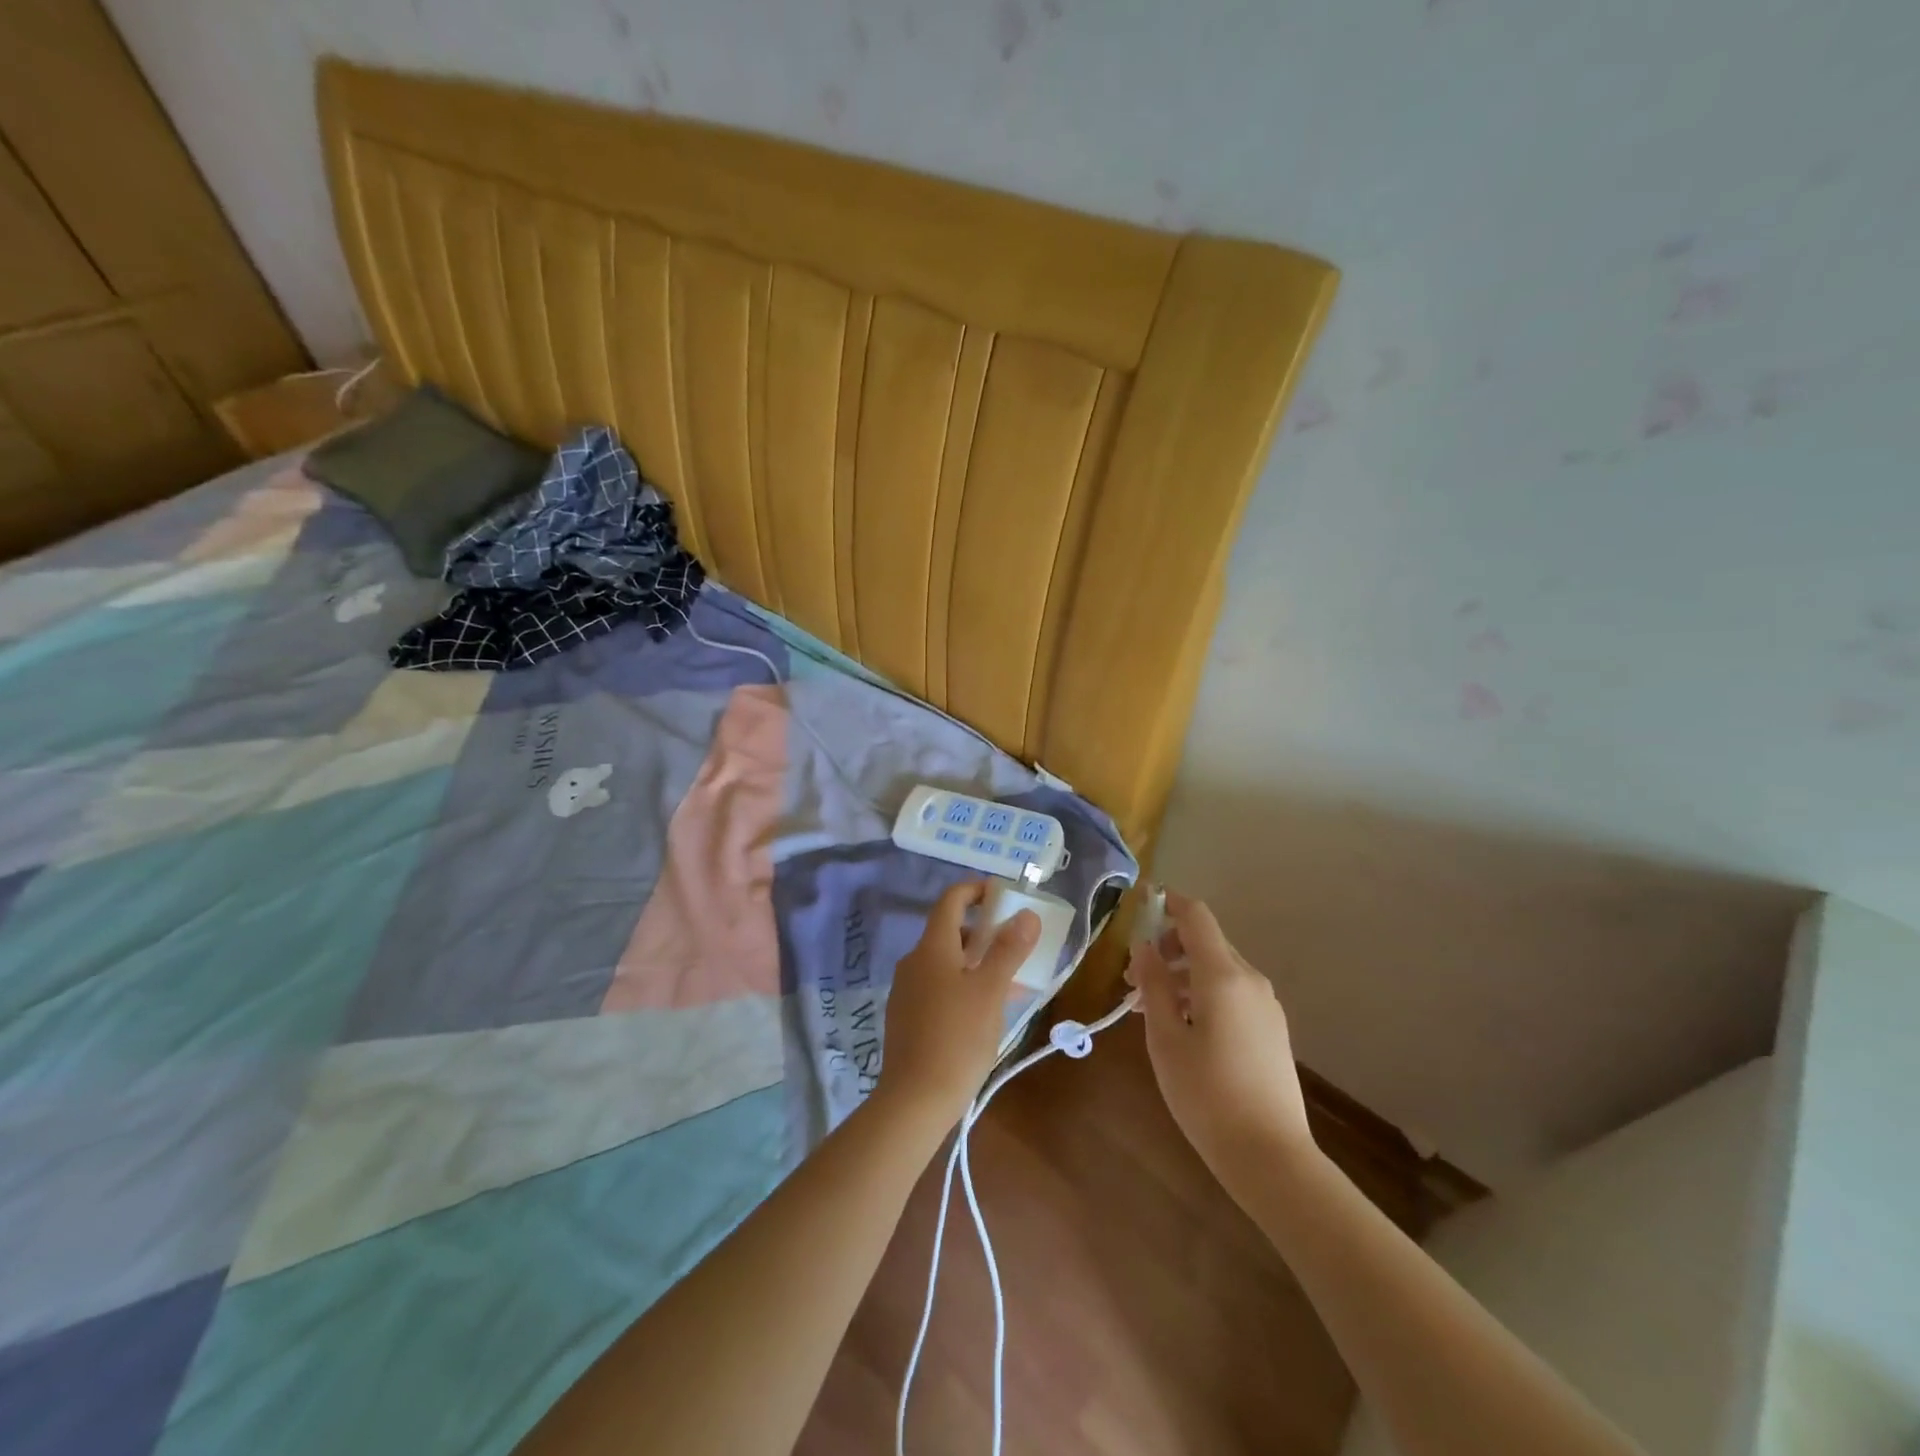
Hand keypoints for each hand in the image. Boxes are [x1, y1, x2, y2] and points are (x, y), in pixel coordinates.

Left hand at [878, 881, 1038, 1124]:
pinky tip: (985, 1011)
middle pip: (949, 930)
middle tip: (1016, 943)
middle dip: (983, 930)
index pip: (951, 899)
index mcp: (932, 947)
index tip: (1004, 895)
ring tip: (1009, 980)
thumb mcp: (991, 991)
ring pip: (946, 961)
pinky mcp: (906, 1016)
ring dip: (976, 961)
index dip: (977, 890)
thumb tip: (1026, 914)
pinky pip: (939, 986)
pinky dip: (963, 984)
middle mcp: (914, 961)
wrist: (914, 1100)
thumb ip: (1008, 950)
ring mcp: (907, 990)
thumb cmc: (957, 1038)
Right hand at [1128, 889, 1315, 1192]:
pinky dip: (1201, 993)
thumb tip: (1144, 946)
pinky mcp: (1271, 1028)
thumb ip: (1153, 984)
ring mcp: (1265, 1005)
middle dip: (1165, 948)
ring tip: (1148, 1008)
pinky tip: (1180, 1027)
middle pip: (1205, 942)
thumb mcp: (1165, 1038)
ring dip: (1180, 974)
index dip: (1167, 902)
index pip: (1196, 916)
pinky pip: (1231, 992)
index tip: (1139, 903)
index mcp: (1223, 976)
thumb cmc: (1206, 1094)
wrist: (1270, 1156)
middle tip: (1131, 980)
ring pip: (1216, 969)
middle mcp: (1250, 980)